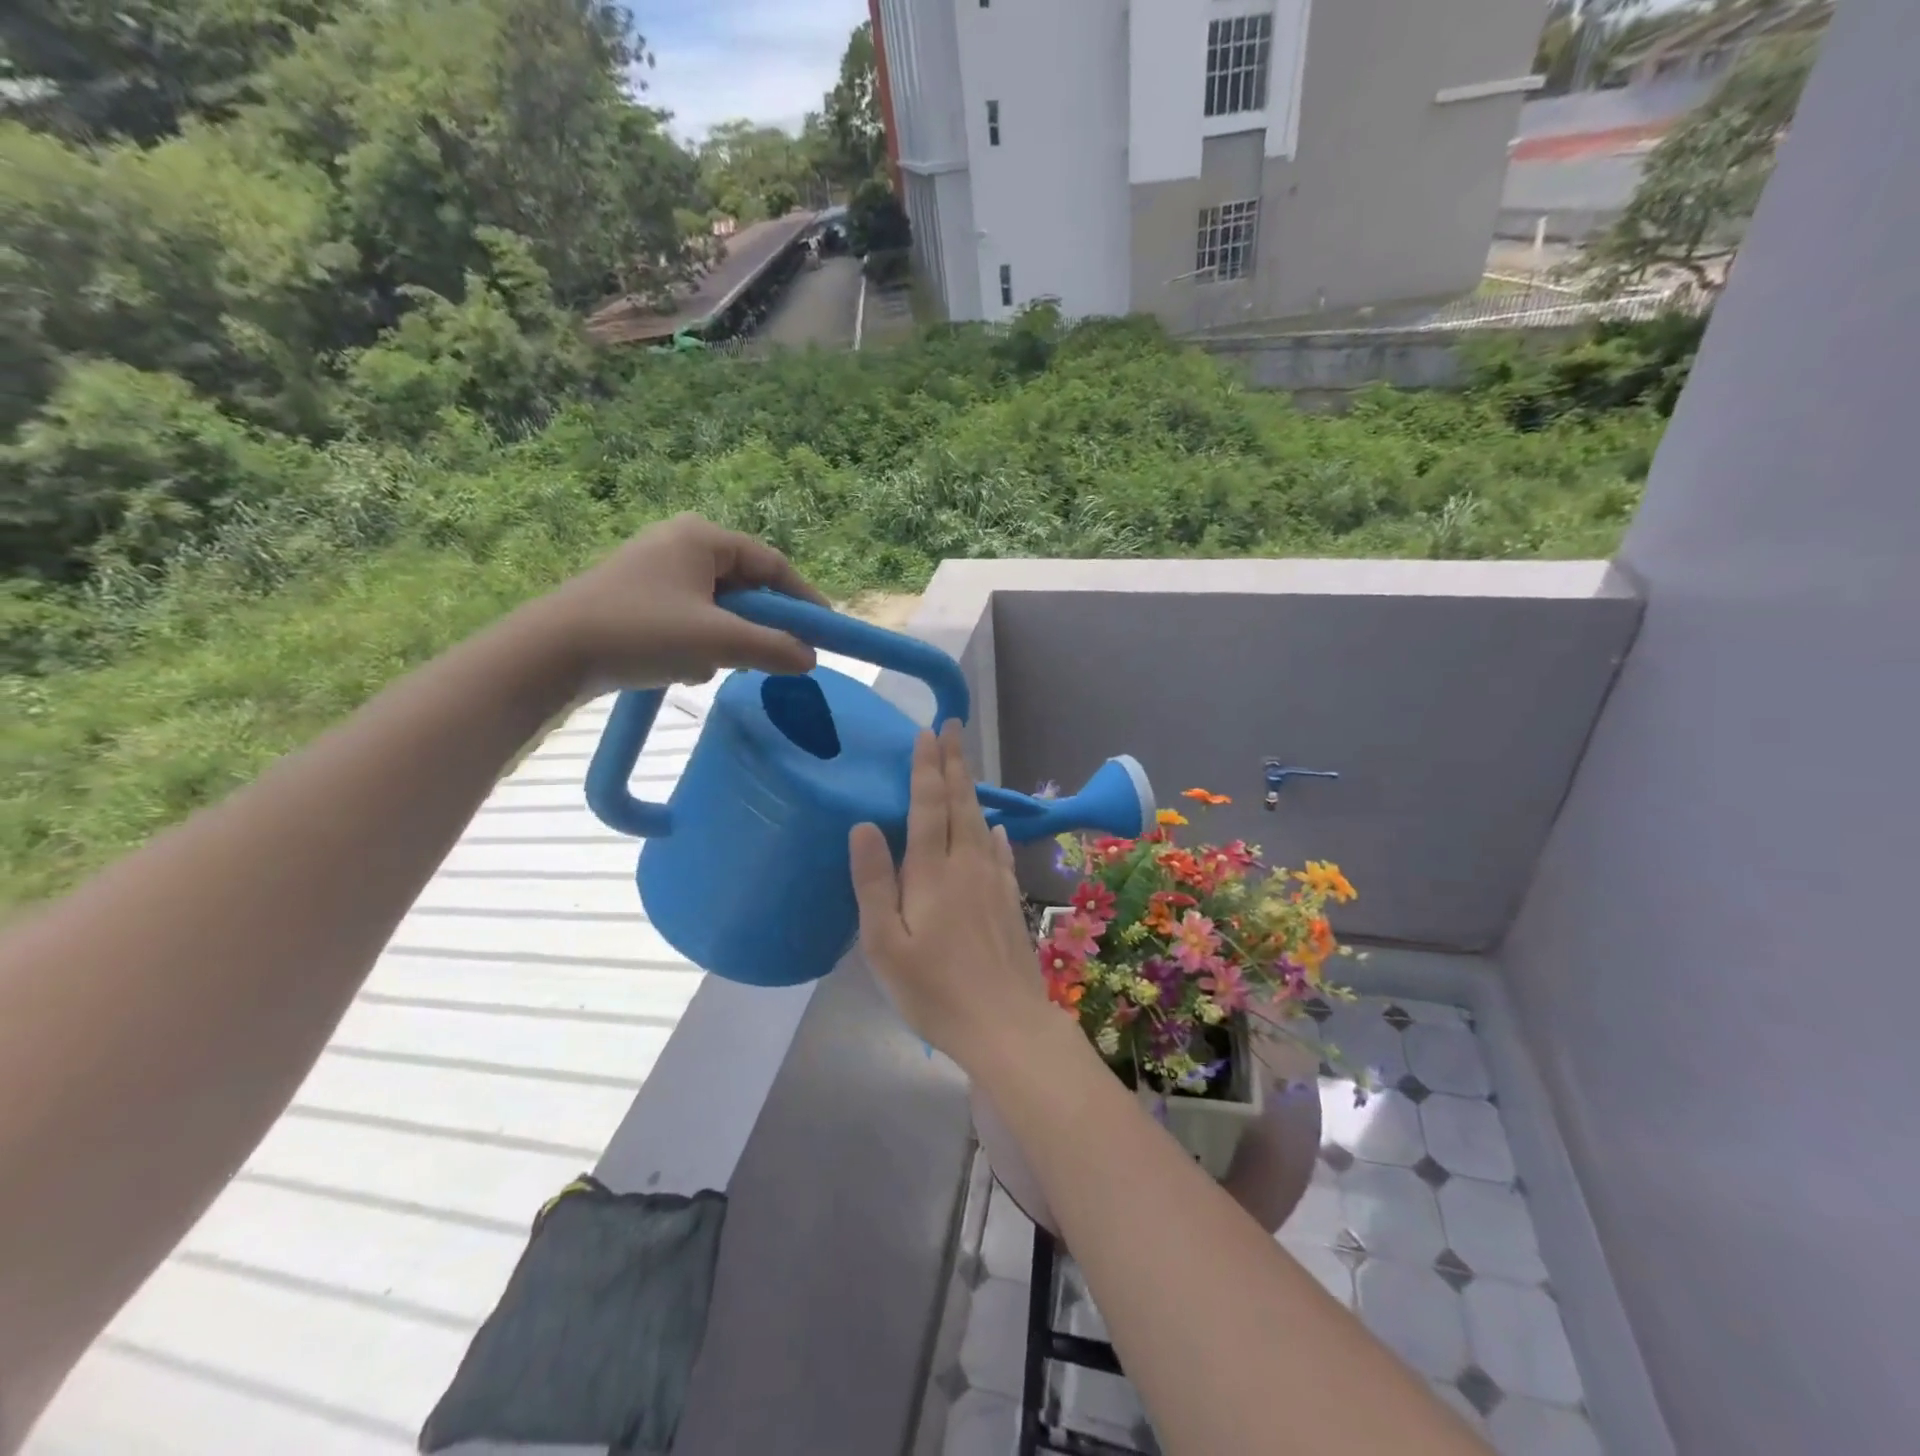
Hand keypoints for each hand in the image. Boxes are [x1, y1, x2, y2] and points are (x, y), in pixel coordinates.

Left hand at [531, 514, 827, 696]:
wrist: (551, 653)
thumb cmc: (640, 632)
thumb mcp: (717, 642)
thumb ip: (772, 648)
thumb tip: (811, 658)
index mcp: (702, 538)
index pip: (772, 564)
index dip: (804, 599)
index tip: (825, 632)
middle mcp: (681, 544)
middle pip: (746, 586)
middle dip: (758, 625)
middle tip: (773, 657)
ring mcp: (657, 570)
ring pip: (719, 607)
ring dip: (725, 640)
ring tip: (710, 664)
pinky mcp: (640, 597)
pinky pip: (692, 617)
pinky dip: (699, 642)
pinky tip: (681, 666)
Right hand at [850, 723, 1053, 1069]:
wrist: (1005, 1024)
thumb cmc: (934, 990)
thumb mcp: (885, 944)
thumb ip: (874, 882)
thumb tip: (864, 824)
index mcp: (932, 872)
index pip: (928, 805)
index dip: (926, 767)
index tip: (927, 733)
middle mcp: (967, 865)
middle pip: (960, 803)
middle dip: (953, 763)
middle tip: (952, 727)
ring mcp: (994, 881)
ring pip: (982, 822)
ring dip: (971, 789)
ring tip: (966, 765)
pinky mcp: (1010, 901)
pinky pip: (1001, 852)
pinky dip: (996, 832)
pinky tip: (997, 828)